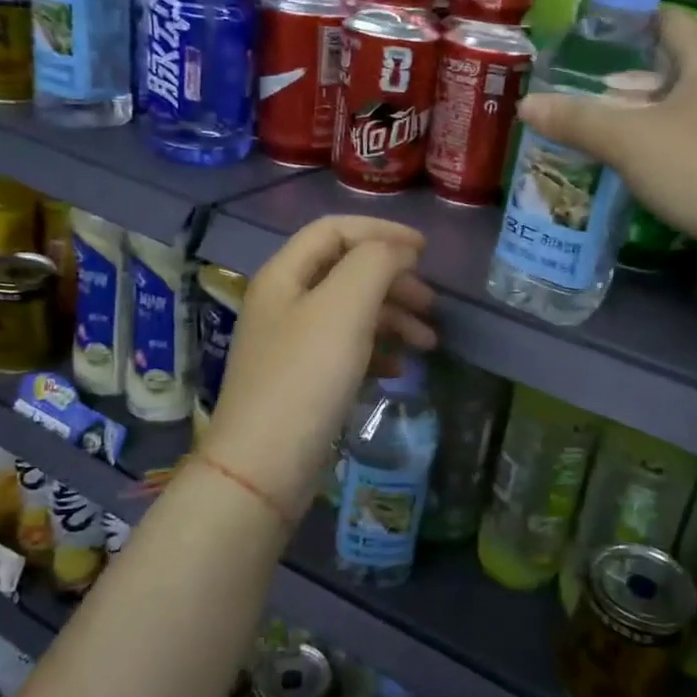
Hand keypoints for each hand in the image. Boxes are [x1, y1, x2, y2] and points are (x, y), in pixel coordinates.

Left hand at [202, 217, 436, 520]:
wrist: (264, 466)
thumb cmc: (305, 377)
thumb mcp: (344, 307)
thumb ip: (374, 263)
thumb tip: (399, 251)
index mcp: (285, 275)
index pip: (334, 230)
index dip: (381, 231)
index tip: (425, 251)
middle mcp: (284, 302)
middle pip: (346, 272)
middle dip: (394, 281)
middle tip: (432, 304)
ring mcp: (292, 344)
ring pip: (351, 313)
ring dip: (393, 319)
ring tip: (429, 343)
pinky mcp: (303, 381)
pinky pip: (347, 350)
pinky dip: (378, 351)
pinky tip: (399, 369)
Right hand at [516, 8, 696, 253]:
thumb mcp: (629, 140)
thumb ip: (577, 120)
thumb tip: (526, 105)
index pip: (671, 22)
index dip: (634, 20)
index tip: (594, 32)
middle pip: (668, 69)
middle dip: (623, 79)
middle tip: (579, 89)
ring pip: (672, 111)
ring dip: (634, 117)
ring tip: (590, 127)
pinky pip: (679, 145)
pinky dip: (649, 148)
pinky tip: (621, 164)